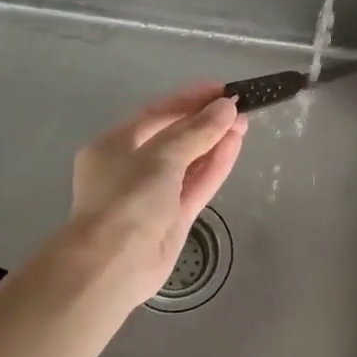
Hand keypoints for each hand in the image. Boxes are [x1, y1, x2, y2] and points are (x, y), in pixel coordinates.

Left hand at [70, 81, 247, 306]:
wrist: (112, 266)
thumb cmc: (127, 199)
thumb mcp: (162, 156)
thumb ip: (197, 131)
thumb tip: (226, 108)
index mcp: (115, 145)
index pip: (156, 114)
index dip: (189, 99)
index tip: (221, 89)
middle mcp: (131, 167)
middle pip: (174, 137)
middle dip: (205, 121)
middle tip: (238, 108)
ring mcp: (154, 194)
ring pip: (189, 161)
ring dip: (214, 142)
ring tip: (244, 124)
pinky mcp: (173, 217)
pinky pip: (196, 184)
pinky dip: (215, 166)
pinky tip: (235, 146)